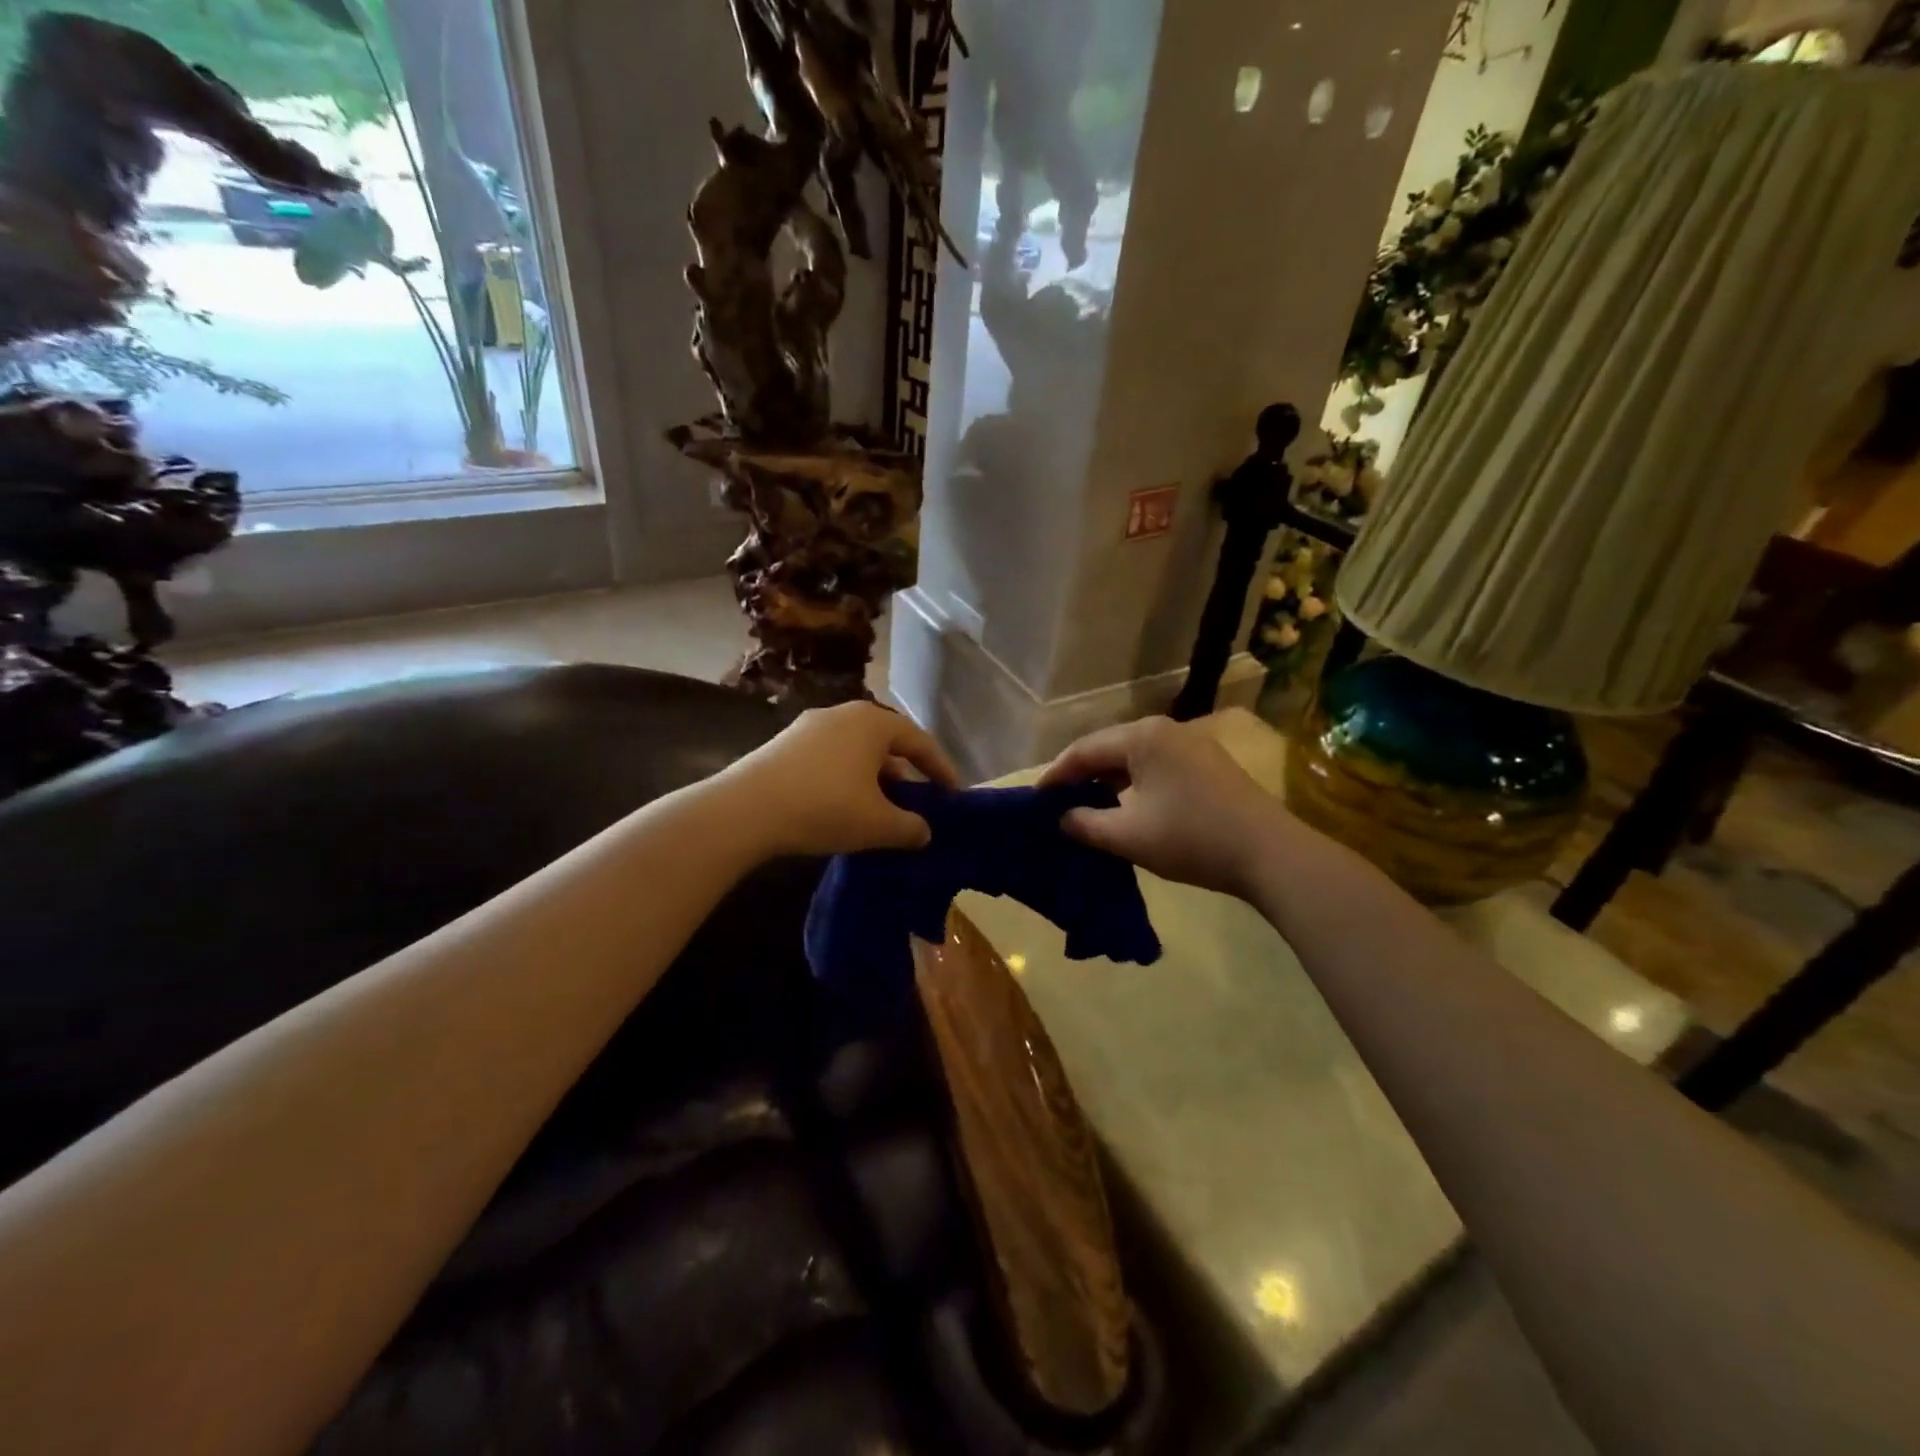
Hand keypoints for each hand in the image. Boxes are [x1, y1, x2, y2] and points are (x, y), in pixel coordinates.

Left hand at [723, 701, 958, 857]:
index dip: (941, 768)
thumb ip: (910, 827)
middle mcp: (842, 714)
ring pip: (855, 750)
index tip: (954, 793)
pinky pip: (829, 758)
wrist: (745, 810)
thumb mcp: (878, 824)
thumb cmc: (825, 807)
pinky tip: (842, 805)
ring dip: (874, 777)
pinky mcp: (783, 745)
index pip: (919, 741)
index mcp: (872, 722)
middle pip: (886, 742)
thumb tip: (924, 832)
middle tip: (917, 799)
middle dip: (905, 771)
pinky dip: (846, 778)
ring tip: (881, 807)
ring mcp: (808, 727)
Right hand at [1039, 716, 1287, 898]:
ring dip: (1107, 783)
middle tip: (1055, 805)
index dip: (1054, 776)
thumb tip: (1062, 818)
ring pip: (1132, 759)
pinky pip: (1155, 767)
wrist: (1270, 854)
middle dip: (1079, 777)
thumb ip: (1084, 824)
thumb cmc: (1191, 838)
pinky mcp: (1207, 763)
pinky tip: (1125, 809)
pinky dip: (1132, 786)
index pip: (1083, 750)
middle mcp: (1164, 729)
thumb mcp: (1127, 836)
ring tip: (1085, 809)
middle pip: (1107, 749)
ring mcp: (1190, 744)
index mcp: (1141, 737)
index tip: (1033, 801)